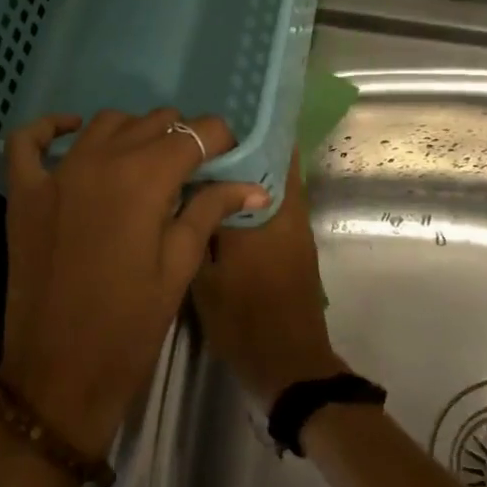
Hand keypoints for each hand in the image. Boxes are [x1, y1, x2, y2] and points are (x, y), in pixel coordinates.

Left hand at [0, 109, 266, 457]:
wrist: (59, 375)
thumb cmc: (129, 327)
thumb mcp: (178, 268)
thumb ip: (209, 212)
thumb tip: (253, 185)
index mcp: (145, 179)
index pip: (197, 133)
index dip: (220, 142)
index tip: (228, 161)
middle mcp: (100, 160)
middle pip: (153, 122)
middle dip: (181, 138)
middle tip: (193, 172)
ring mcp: (56, 173)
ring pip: (103, 123)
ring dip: (133, 131)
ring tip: (147, 161)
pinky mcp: (24, 193)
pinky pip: (27, 141)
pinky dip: (51, 128)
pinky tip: (73, 132)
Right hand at [191, 151, 344, 405]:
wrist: (289, 364)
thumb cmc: (243, 321)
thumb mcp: (205, 277)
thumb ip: (198, 228)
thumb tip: (189, 188)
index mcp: (264, 214)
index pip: (261, 155)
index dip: (238, 134)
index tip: (209, 121)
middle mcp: (287, 212)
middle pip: (275, 161)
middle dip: (246, 145)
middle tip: (206, 137)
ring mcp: (296, 228)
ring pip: (276, 182)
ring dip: (252, 168)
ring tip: (211, 161)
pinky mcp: (297, 244)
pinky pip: (276, 203)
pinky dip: (256, 193)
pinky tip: (223, 197)